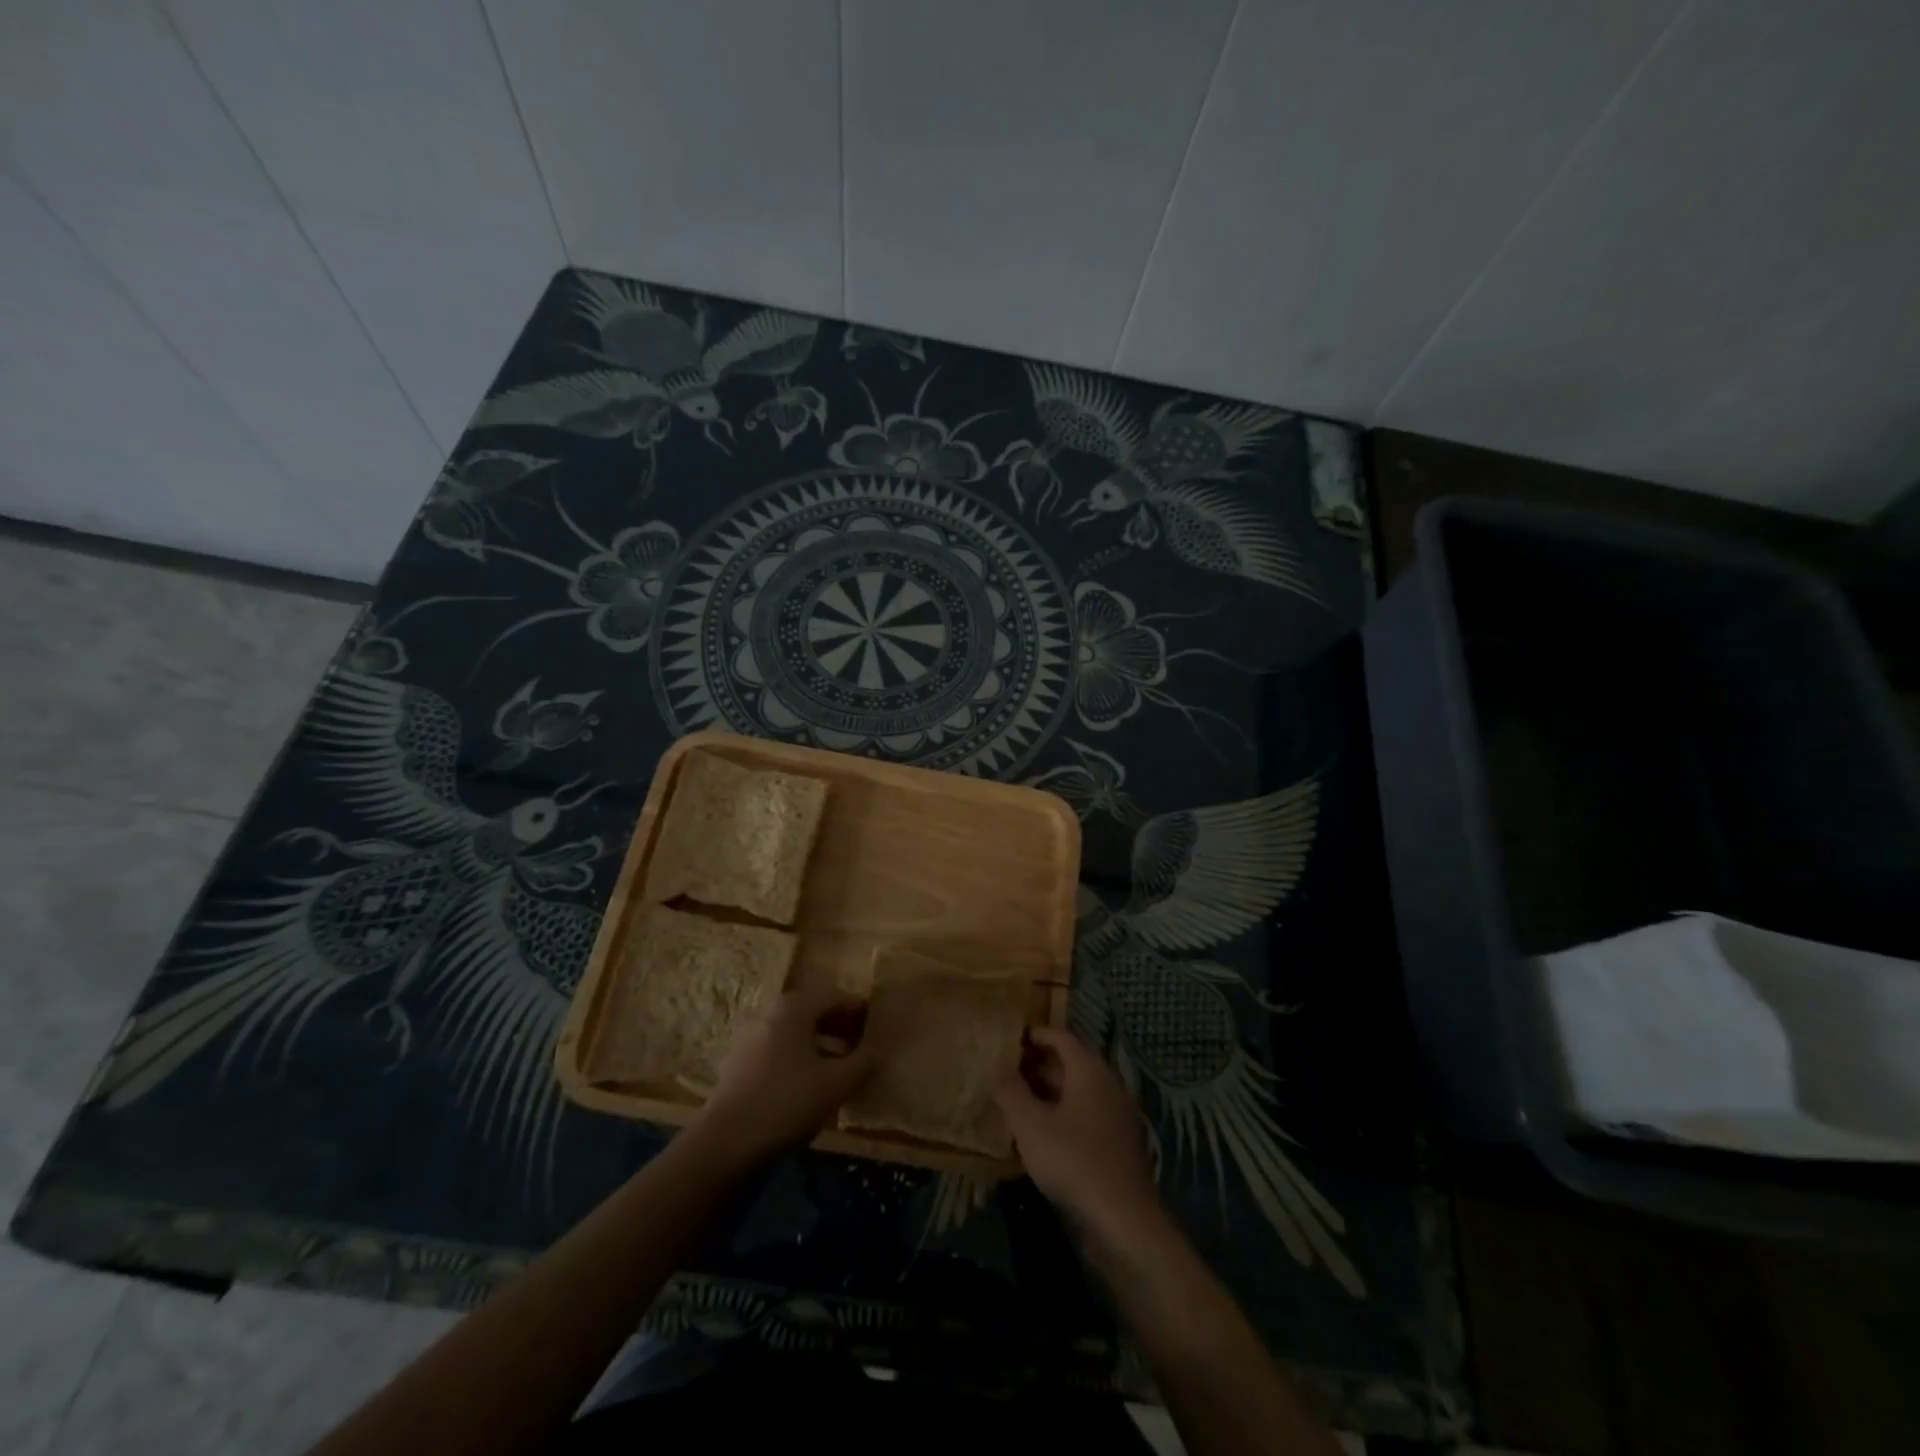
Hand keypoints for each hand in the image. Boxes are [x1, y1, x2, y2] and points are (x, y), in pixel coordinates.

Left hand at [690, 983, 871, 1168]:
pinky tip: (813, 1084)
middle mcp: (772, 1013)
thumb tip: (879, 1048)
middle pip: (815, 1011)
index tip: (880, 1027)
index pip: (837, 996)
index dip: (861, 1010)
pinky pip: (782, 1050)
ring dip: (823, 1043)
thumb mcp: (836, 1083)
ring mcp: (753, 1037)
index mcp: (795, 1007)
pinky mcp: (742, 1063)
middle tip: (865, 1046)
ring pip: (798, 1032)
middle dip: (842, 1026)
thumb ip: (864, 1061)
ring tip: (843, 1067)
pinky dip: (802, 1058)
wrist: (724, 1143)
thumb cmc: (786, 1102)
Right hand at [996, 1026, 1161, 1243]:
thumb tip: (998, 1066)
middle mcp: (1107, 1086)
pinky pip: (1086, 1116)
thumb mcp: (1030, 1124)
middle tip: (1009, 1069)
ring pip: (1079, 1092)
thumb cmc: (1072, 1160)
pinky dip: (1063, 1114)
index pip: (1062, 1038)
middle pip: (1072, 1064)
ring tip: (1019, 1100)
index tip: (1013, 1037)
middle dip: (1040, 1064)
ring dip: (1050, 1092)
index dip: (1037, 1034)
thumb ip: (1011, 1091)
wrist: (1122, 1220)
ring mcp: (1116, 1116)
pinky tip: (1043, 1133)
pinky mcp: (1117, 1145)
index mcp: (1090, 1072)